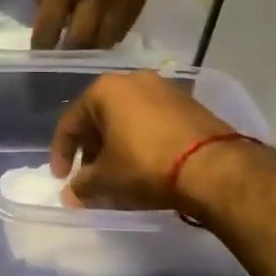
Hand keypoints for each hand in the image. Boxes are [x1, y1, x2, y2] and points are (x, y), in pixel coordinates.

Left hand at [31, 0, 147, 49]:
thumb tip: (50, 26)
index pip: (50, 28)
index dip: (42, 46)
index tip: (39, 54)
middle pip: (81, 42)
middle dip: (69, 52)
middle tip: (62, 56)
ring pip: (106, 40)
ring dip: (92, 47)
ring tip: (84, 47)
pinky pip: (125, 27)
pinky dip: (112, 33)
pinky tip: (103, 30)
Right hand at [50, 70, 238, 209]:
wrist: (214, 167)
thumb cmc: (146, 165)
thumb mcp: (107, 180)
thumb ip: (82, 185)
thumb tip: (70, 194)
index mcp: (105, 90)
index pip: (71, 122)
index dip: (61, 153)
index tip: (62, 178)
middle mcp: (133, 80)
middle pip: (100, 117)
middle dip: (91, 149)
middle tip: (90, 176)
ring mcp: (164, 89)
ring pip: (127, 118)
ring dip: (116, 145)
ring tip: (117, 173)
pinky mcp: (189, 104)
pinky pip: (152, 122)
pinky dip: (141, 141)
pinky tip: (144, 165)